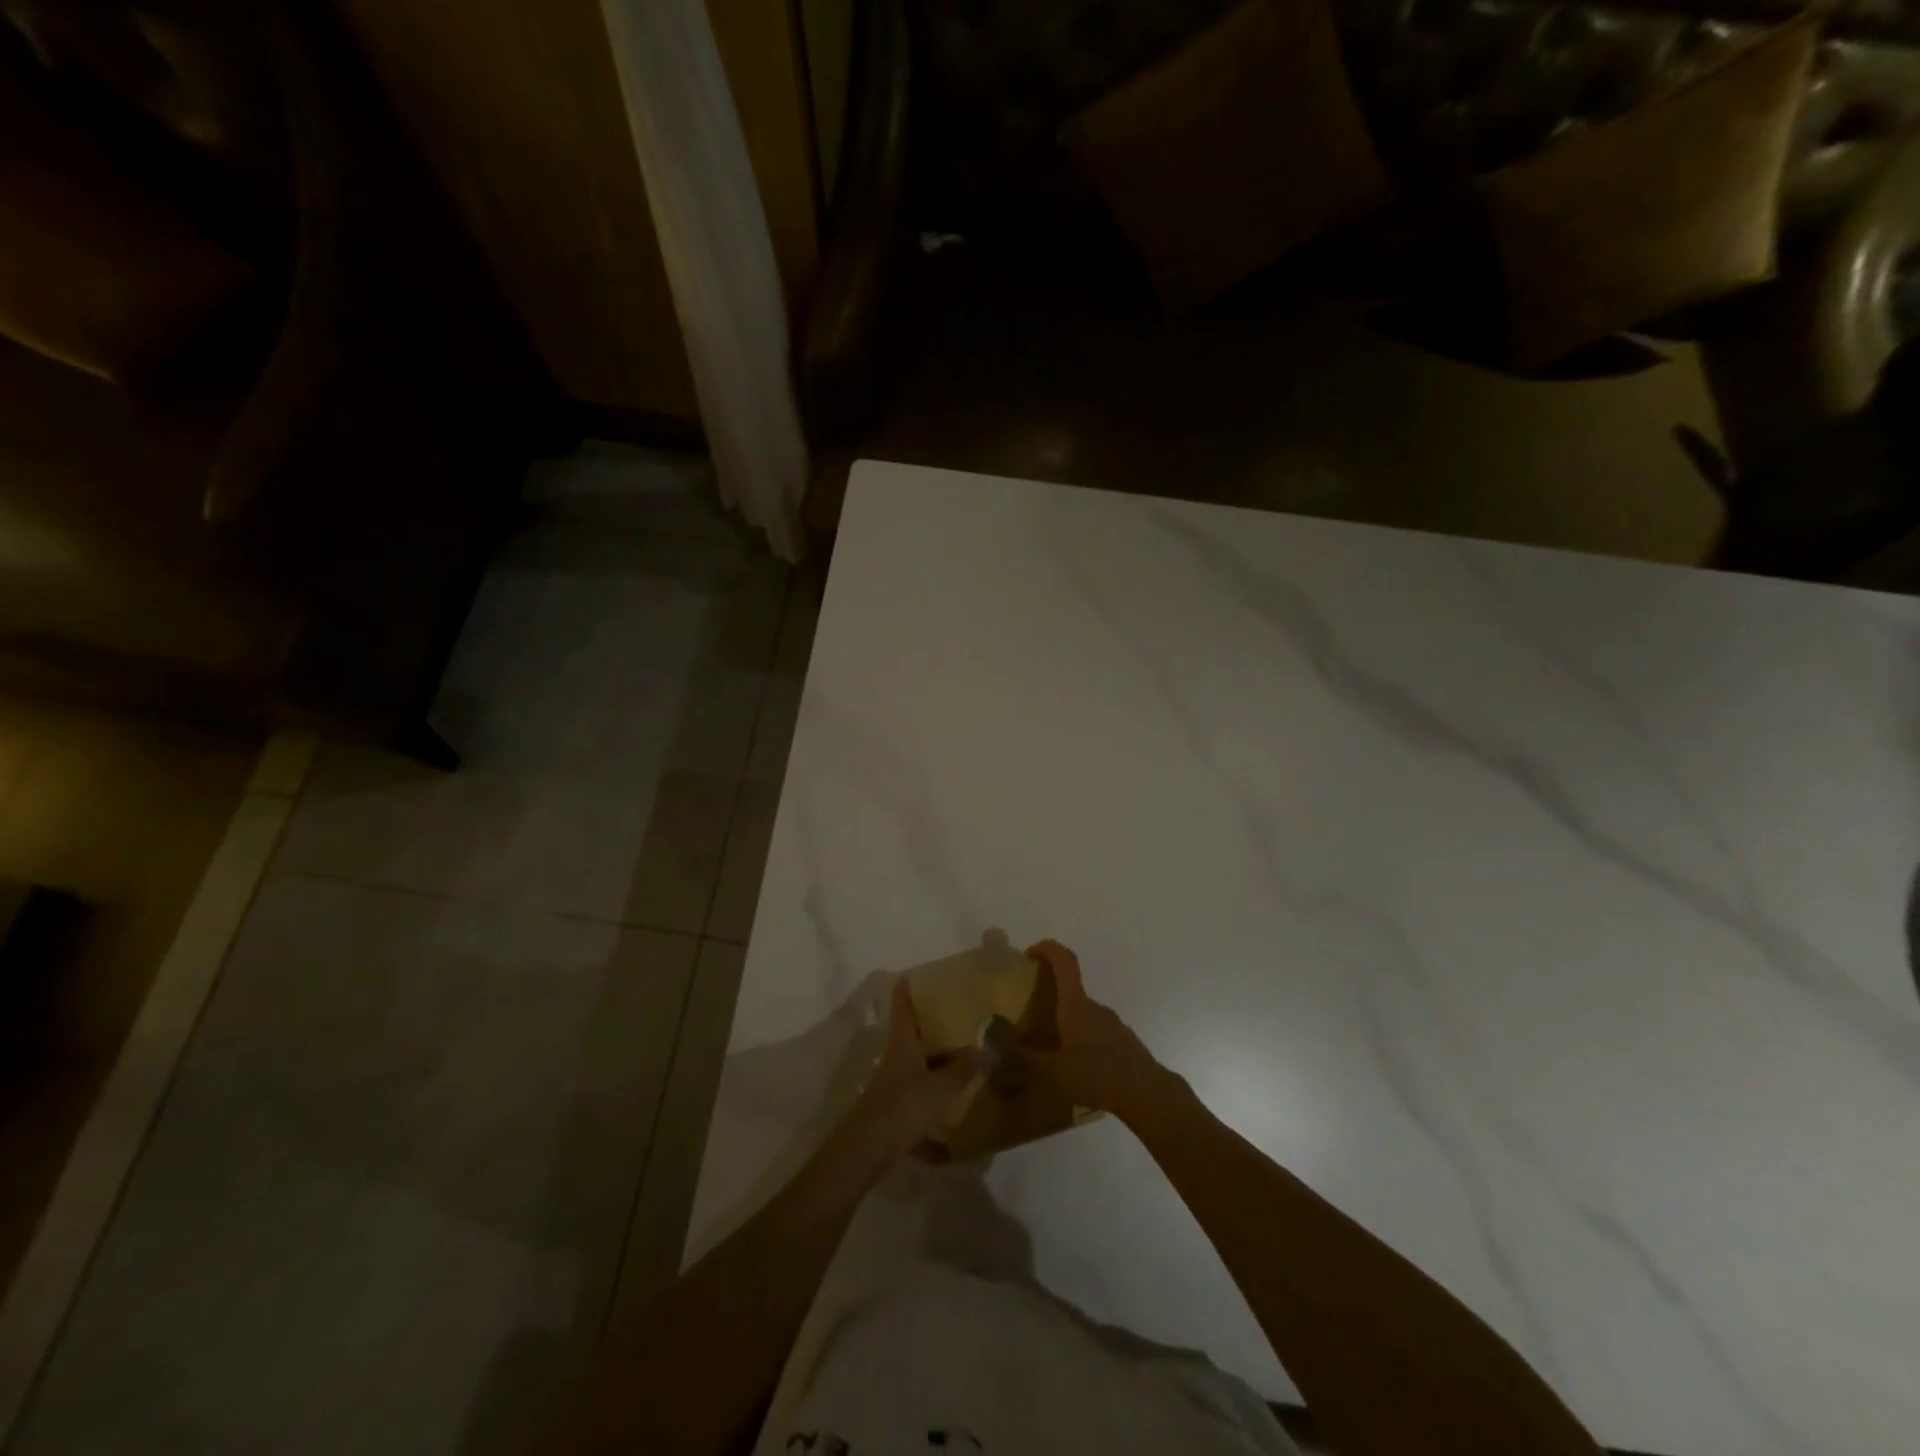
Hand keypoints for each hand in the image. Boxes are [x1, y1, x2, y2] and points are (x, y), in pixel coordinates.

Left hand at [826, 980, 980, 1182]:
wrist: (867, 1150)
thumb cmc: (904, 1106)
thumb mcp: (940, 1087)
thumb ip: (964, 1070)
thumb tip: (986, 1049)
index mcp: (902, 1046)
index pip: (902, 1009)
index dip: (905, 992)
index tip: (909, 976)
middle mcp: (893, 1063)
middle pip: (909, 1042)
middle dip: (928, 1036)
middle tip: (953, 1028)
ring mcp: (889, 1091)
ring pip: (914, 1078)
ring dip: (933, 1079)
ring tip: (960, 1081)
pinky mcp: (890, 1119)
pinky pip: (915, 1115)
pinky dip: (930, 1130)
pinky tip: (948, 1149)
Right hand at [1023, 939, 1181, 1123]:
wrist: (1146, 1092)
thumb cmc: (1095, 1075)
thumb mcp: (1053, 1072)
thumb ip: (1027, 1058)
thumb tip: (1004, 1045)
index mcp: (1075, 1005)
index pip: (1064, 961)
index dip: (1047, 948)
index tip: (1030, 953)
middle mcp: (1094, 1006)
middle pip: (1071, 990)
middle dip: (1052, 999)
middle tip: (1034, 1022)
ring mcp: (1112, 1022)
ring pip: (1083, 1014)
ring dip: (1068, 1024)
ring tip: (1055, 1053)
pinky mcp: (1123, 1040)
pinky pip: (1097, 1032)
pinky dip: (1084, 1041)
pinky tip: (1079, 1069)